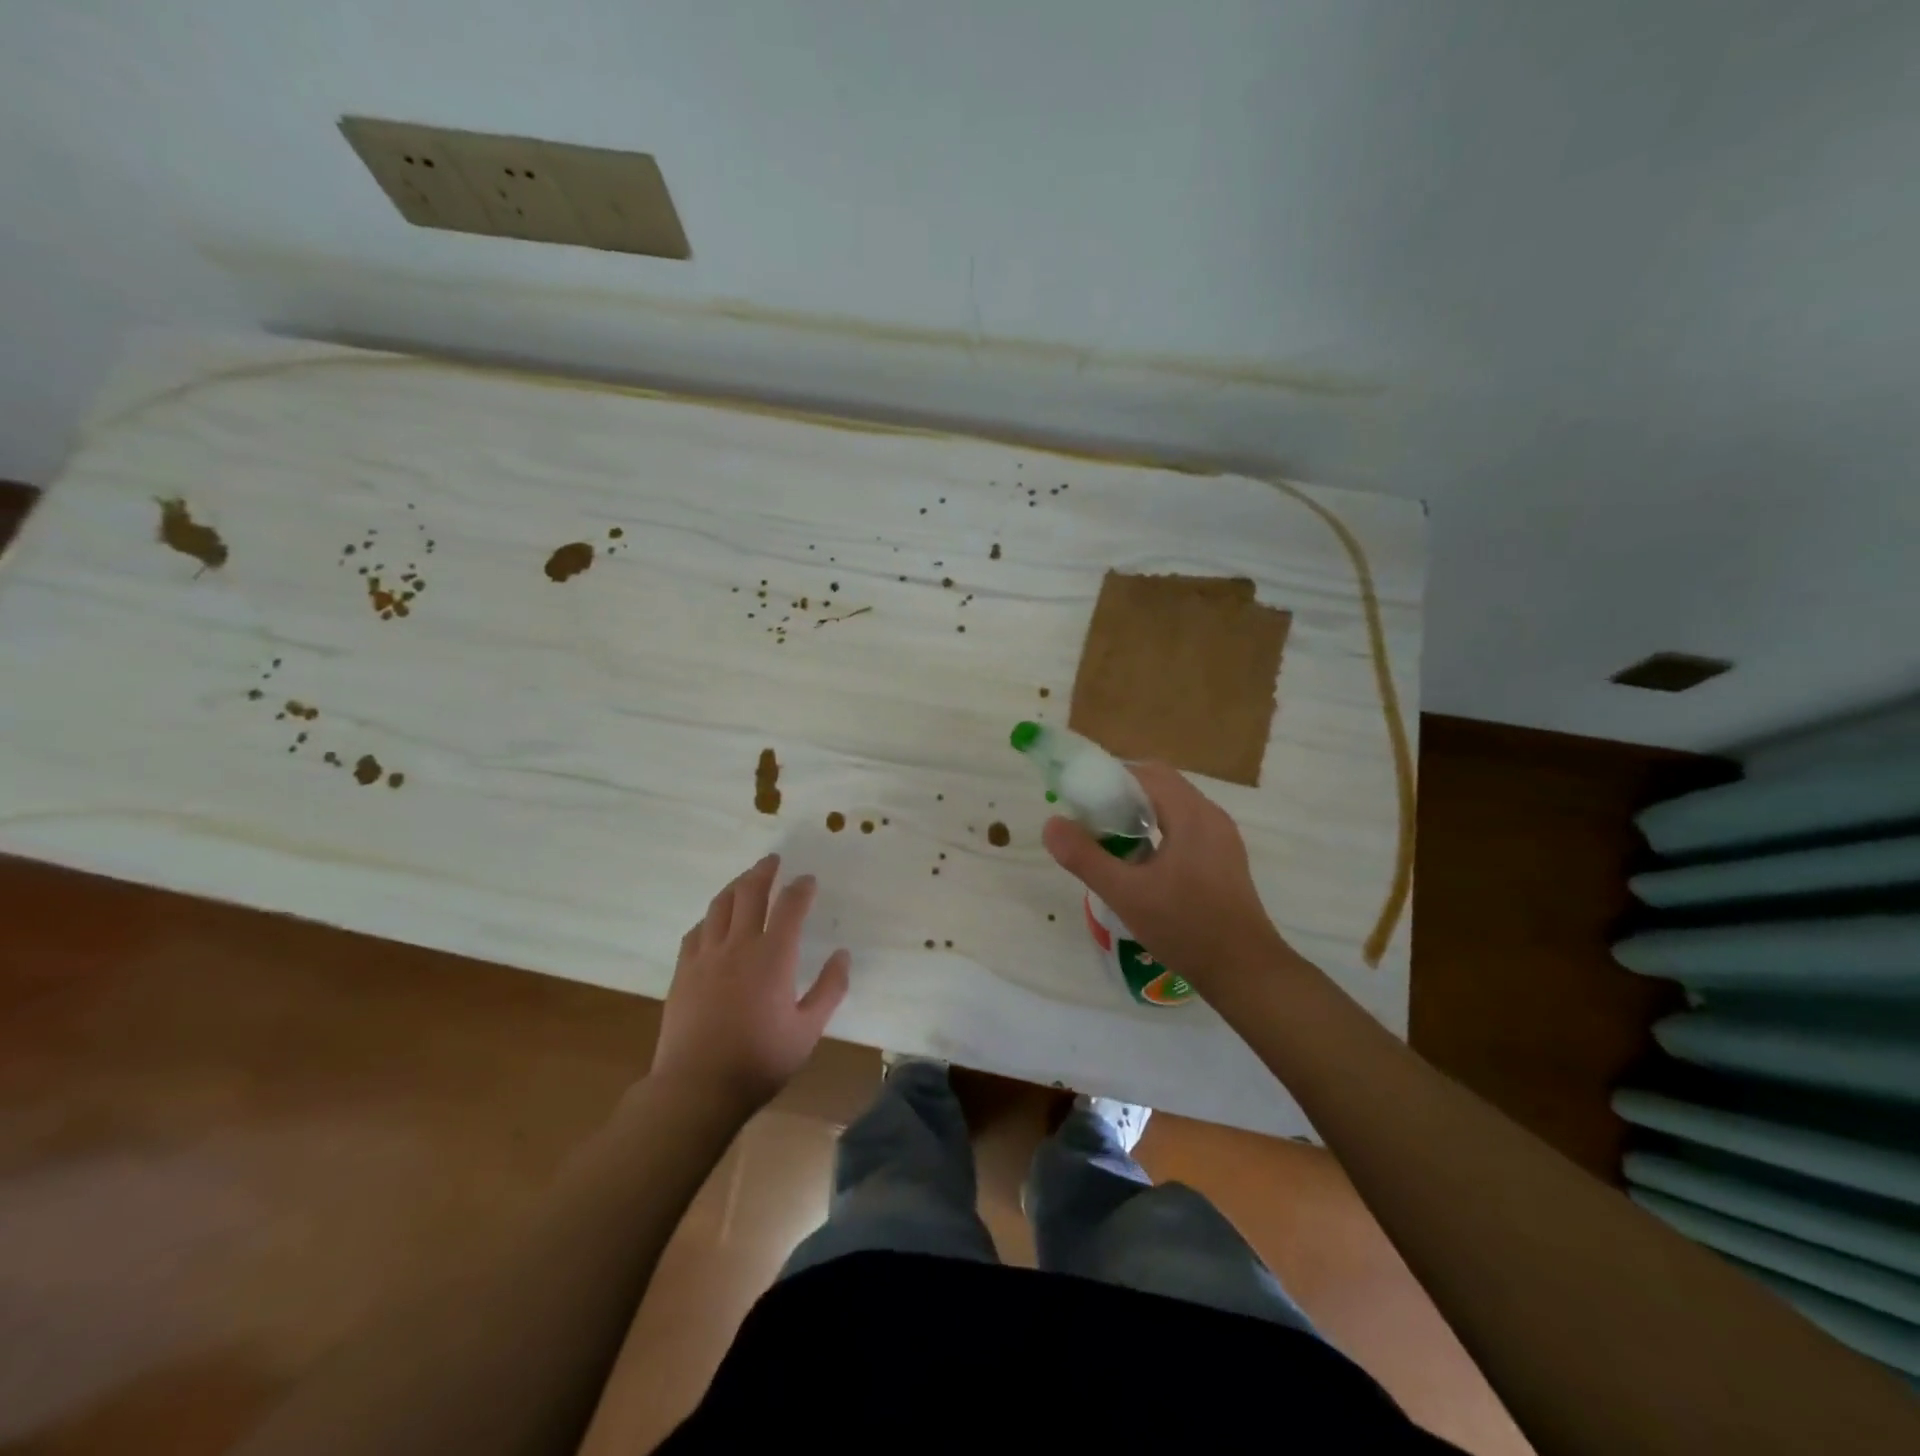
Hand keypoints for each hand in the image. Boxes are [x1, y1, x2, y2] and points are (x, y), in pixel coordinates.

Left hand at [649, 855, 850, 1114]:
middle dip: (764, 872)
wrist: (697, 1086)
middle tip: (773, 860)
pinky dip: (710, 917)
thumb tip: (842, 955)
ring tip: (745, 879)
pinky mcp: (683, 971)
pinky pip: (696, 931)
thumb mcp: (808, 1030)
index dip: (801, 888)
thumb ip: (829, 989)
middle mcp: (739, 945)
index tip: (808, 880)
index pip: (790, 906)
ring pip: (720, 906)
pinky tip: (713, 921)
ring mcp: (706, 956)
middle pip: (750, 893)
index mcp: (774, 955)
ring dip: (735, 886)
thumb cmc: (760, 1060)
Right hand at [1041, 763, 1297, 998]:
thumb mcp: (1125, 894)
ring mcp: (1222, 837)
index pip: (1145, 773)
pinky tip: (1142, 862)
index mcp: (1191, 814)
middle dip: (1122, 795)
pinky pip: (1186, 826)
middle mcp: (1211, 815)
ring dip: (1141, 813)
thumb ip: (1085, 857)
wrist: (1245, 971)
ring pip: (1174, 806)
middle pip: (1160, 785)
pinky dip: (1160, 830)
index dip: (1109, 779)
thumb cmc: (1185, 927)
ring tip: (1111, 840)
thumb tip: (1052, 824)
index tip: (1080, 800)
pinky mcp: (1225, 857)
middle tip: (1091, 820)